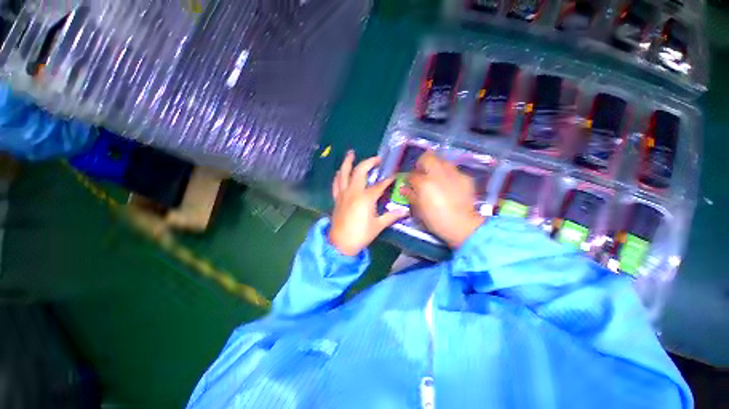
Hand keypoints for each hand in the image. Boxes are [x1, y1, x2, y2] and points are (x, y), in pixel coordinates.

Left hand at [329, 151, 408, 255]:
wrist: (340, 244)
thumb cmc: (361, 234)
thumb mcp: (378, 225)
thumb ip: (391, 216)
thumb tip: (405, 211)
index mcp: (366, 198)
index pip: (380, 185)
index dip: (388, 179)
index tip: (395, 175)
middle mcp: (354, 191)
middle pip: (360, 171)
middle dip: (369, 162)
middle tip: (377, 159)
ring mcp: (343, 193)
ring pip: (344, 173)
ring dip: (348, 162)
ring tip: (351, 153)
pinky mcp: (336, 198)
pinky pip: (336, 183)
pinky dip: (338, 175)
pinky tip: (340, 171)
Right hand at [404, 151, 483, 248]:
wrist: (461, 225)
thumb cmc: (435, 219)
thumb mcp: (419, 209)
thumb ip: (410, 195)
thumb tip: (404, 188)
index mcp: (424, 183)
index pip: (412, 174)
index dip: (409, 179)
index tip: (410, 183)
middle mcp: (438, 174)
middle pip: (427, 157)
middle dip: (422, 162)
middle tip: (422, 172)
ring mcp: (453, 174)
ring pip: (442, 161)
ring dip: (437, 166)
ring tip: (437, 177)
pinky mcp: (465, 177)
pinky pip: (455, 171)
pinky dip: (450, 175)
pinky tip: (450, 185)